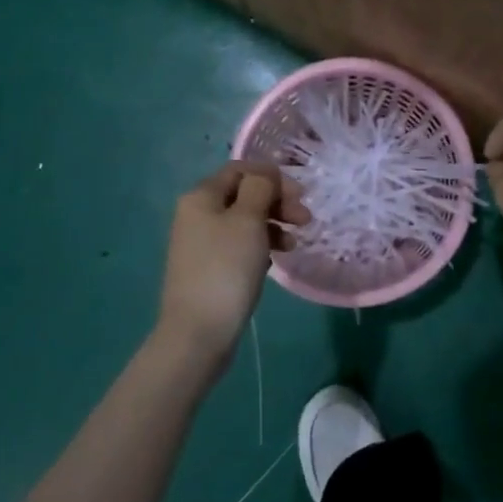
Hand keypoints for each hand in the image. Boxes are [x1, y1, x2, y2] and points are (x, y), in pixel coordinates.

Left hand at [157, 162, 308, 363]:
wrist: (198, 332)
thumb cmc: (226, 269)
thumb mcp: (248, 220)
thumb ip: (260, 189)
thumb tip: (264, 175)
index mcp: (201, 196)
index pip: (241, 169)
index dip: (272, 176)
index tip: (300, 195)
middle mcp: (197, 213)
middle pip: (243, 194)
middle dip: (277, 201)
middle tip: (305, 219)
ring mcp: (201, 242)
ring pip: (244, 220)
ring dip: (273, 224)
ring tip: (295, 242)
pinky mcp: (209, 267)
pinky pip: (239, 244)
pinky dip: (261, 244)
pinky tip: (276, 259)